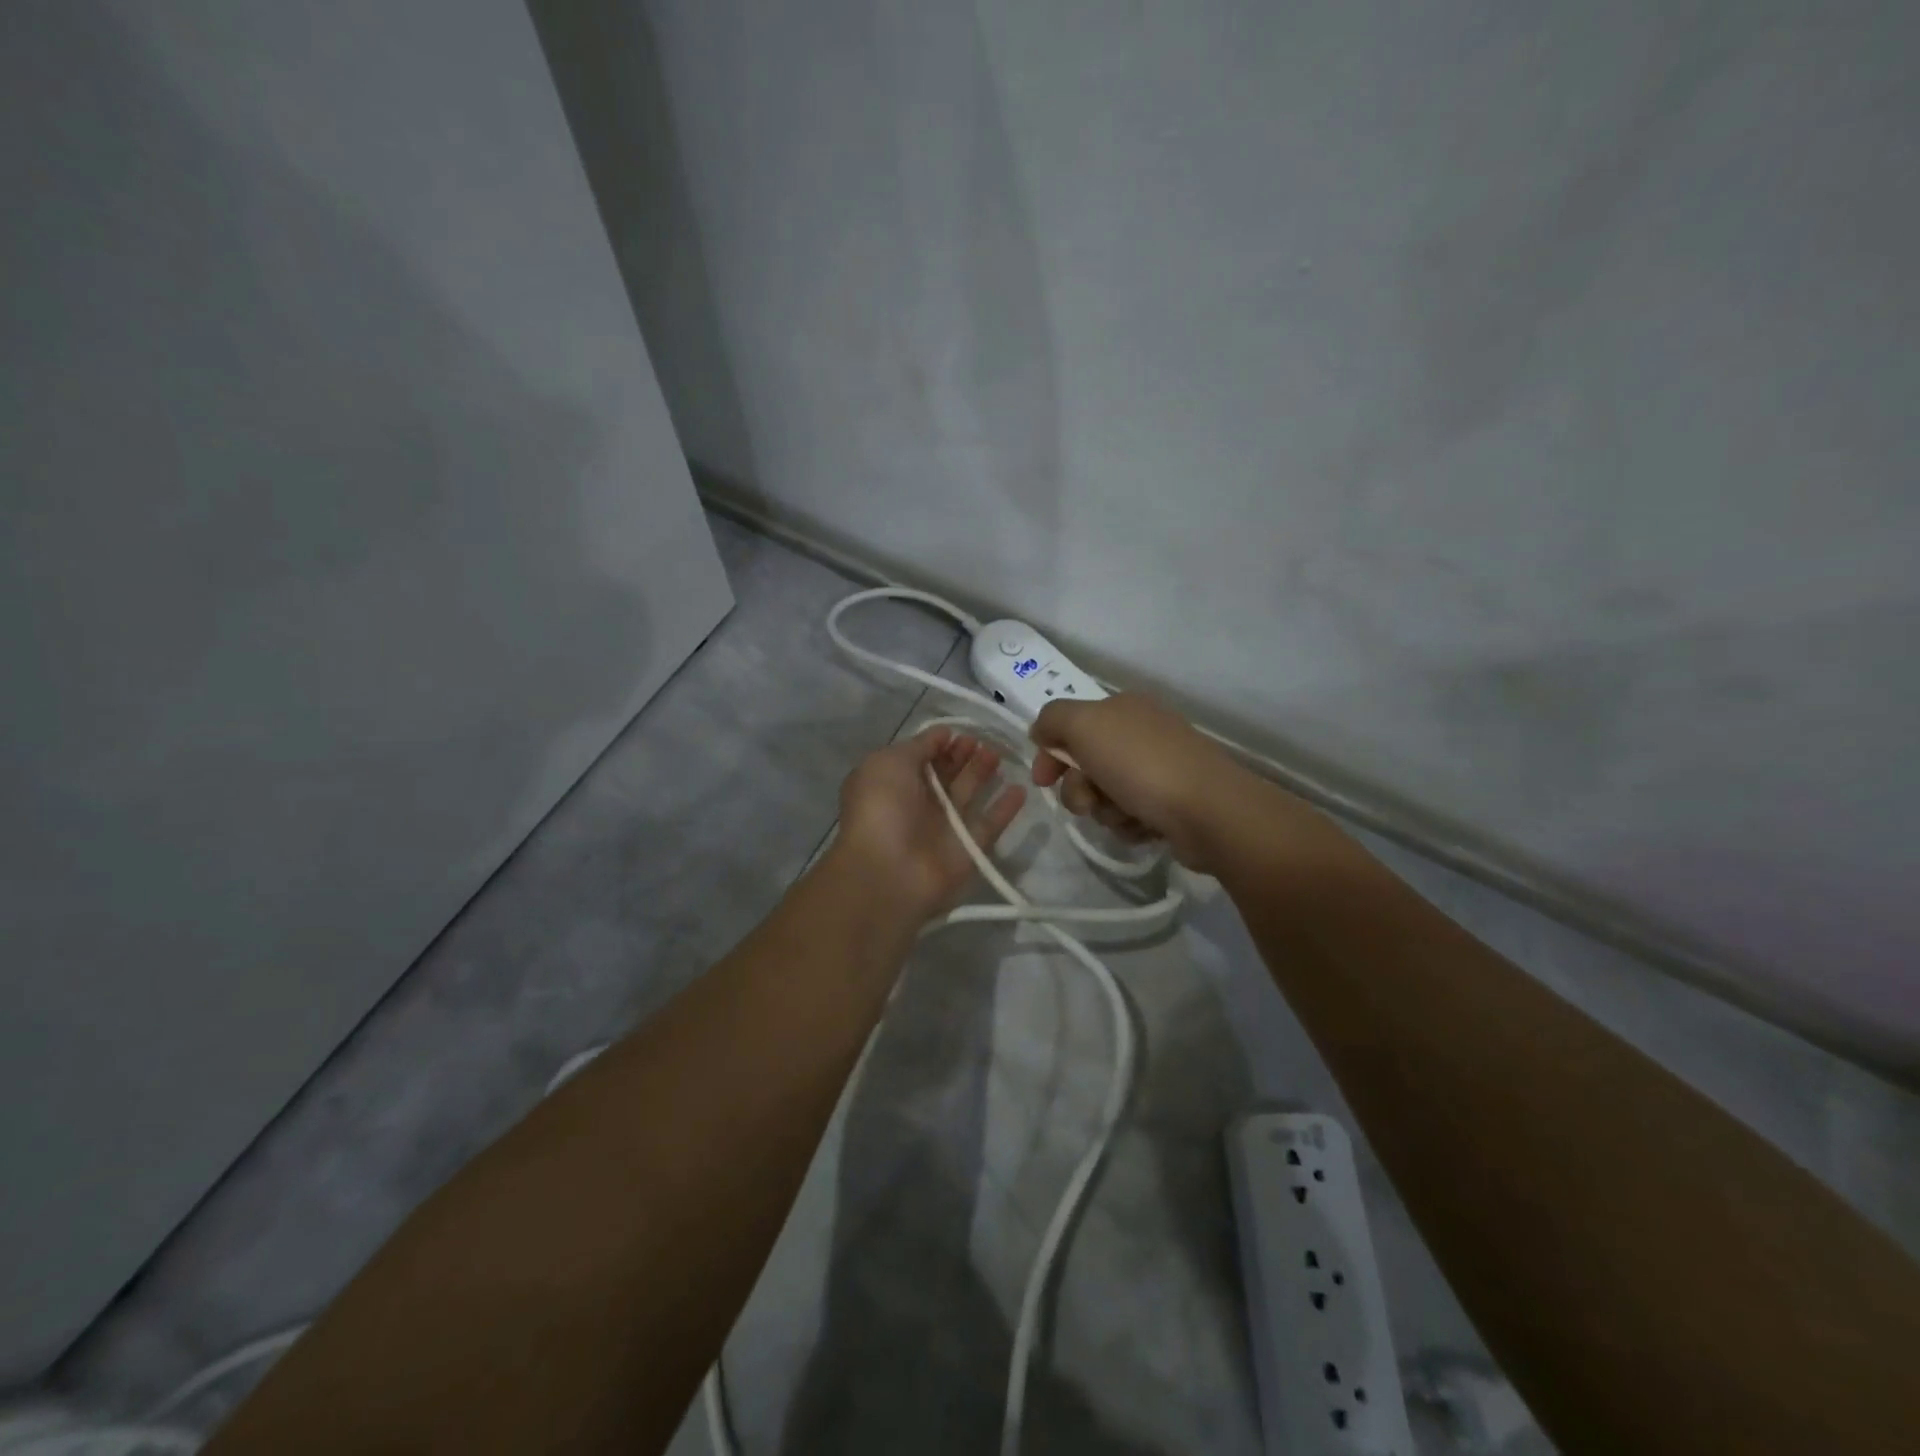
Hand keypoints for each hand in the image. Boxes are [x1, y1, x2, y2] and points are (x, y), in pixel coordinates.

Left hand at [833, 726, 1026, 922]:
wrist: (888, 871)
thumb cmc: (882, 808)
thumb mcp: (889, 762)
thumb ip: (918, 745)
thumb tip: (943, 733)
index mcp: (893, 783)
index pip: (921, 758)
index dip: (939, 743)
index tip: (959, 732)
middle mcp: (917, 804)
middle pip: (946, 774)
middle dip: (963, 755)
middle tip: (982, 742)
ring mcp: (943, 828)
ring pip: (968, 794)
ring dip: (983, 773)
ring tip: (998, 756)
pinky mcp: (967, 849)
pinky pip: (989, 824)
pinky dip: (1005, 808)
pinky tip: (1020, 789)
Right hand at [1029, 693, 1256, 869]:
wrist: (1209, 811)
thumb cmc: (1141, 764)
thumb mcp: (1085, 725)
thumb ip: (1053, 719)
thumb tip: (1042, 732)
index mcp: (1122, 708)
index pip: (1069, 726)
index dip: (1049, 753)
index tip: (1042, 781)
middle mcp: (1141, 733)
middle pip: (1084, 764)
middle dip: (1079, 788)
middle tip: (1090, 801)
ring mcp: (1158, 769)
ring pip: (1104, 794)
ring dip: (1104, 810)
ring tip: (1125, 815)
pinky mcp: (1170, 803)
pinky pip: (1129, 815)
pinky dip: (1129, 824)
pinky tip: (1143, 826)